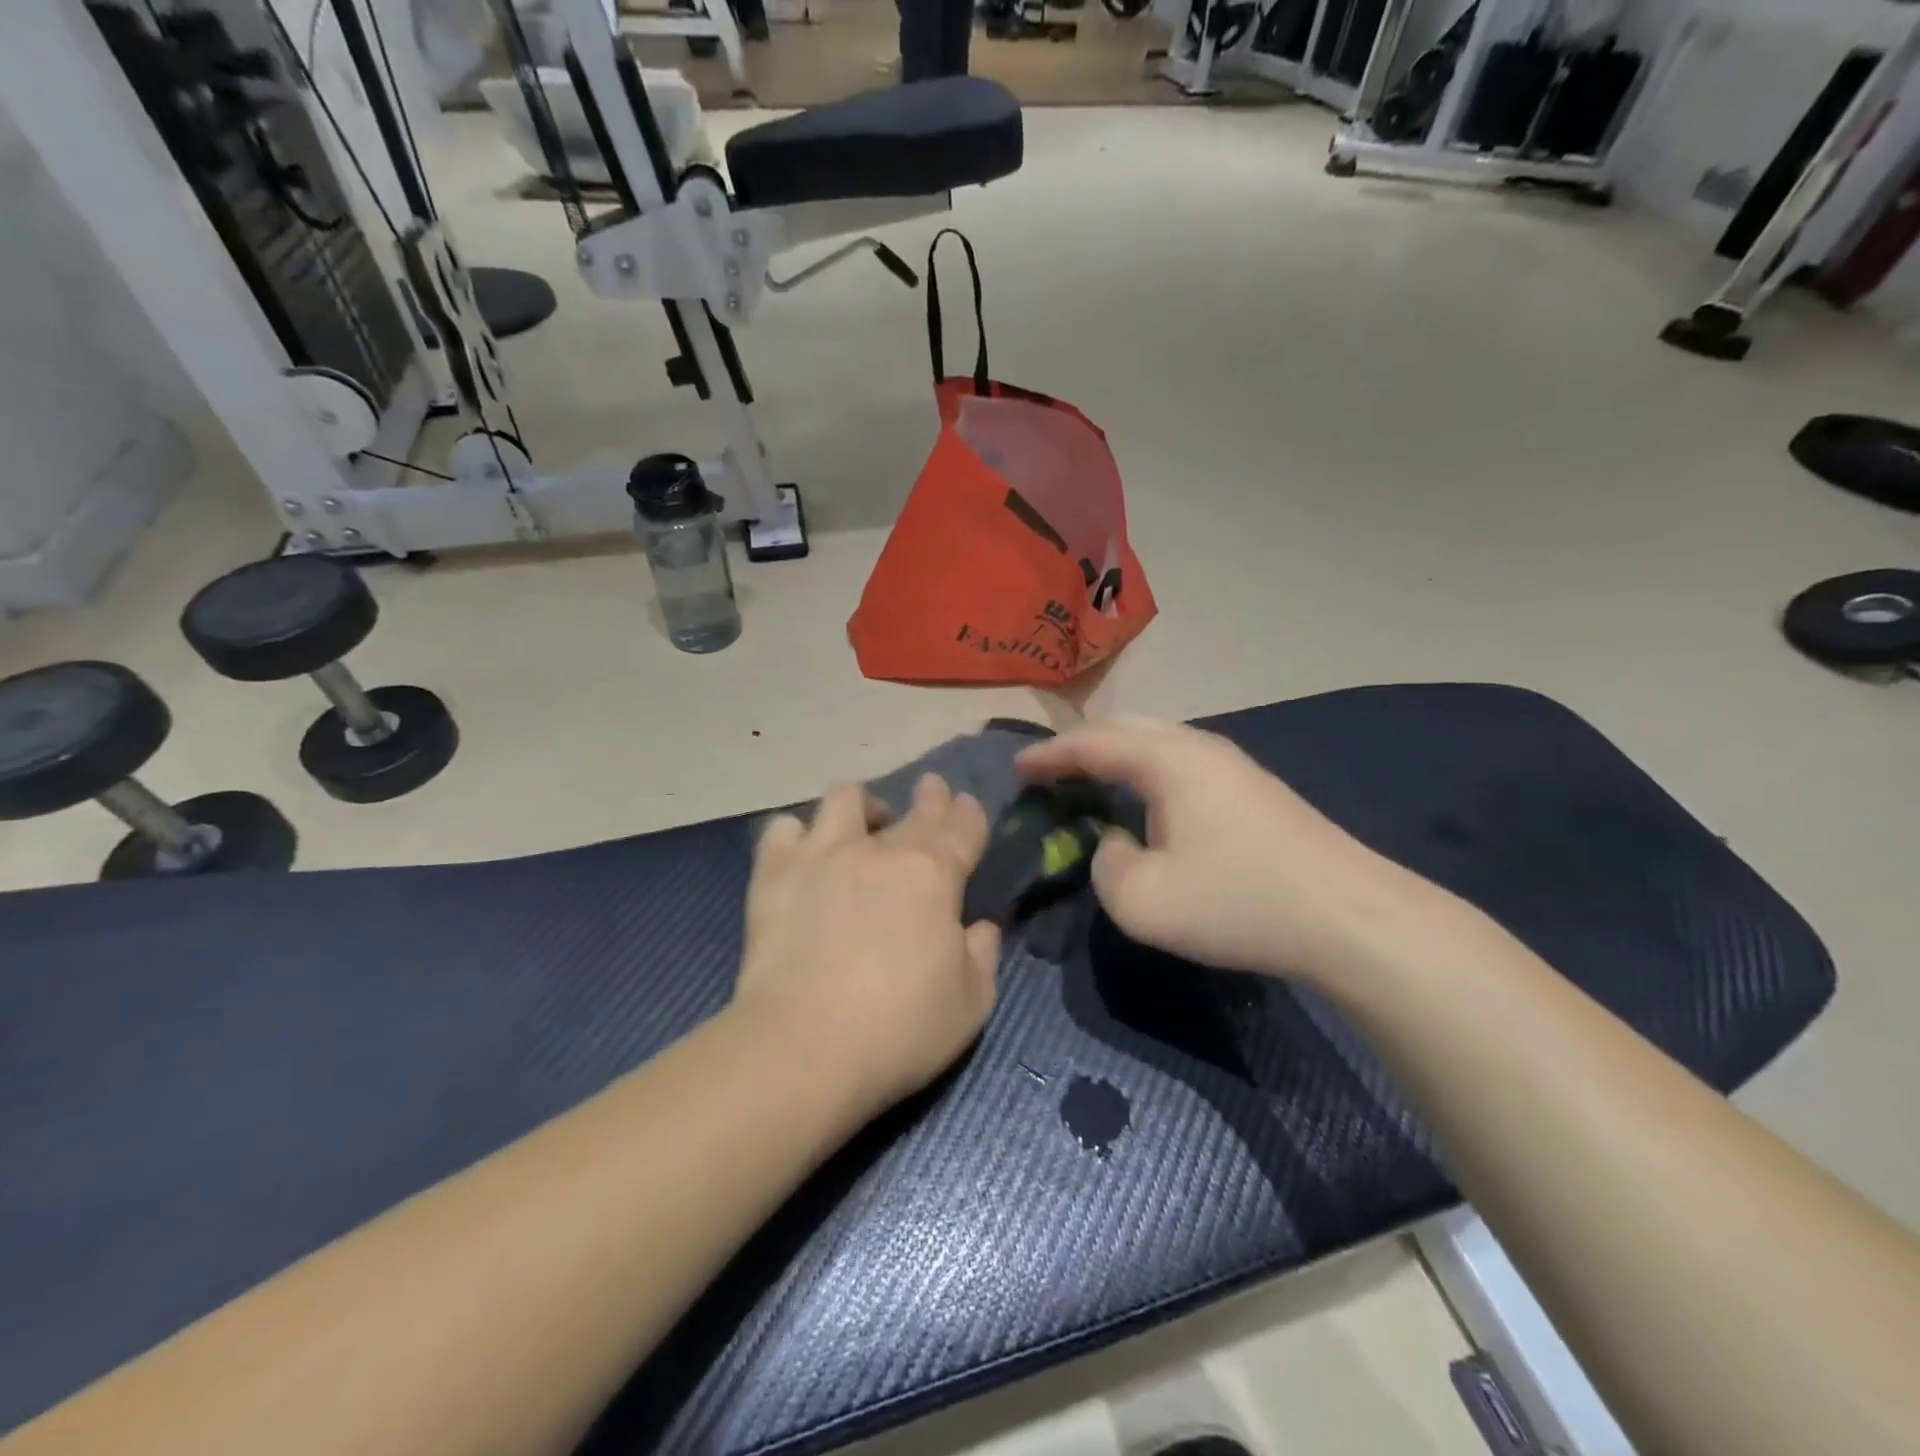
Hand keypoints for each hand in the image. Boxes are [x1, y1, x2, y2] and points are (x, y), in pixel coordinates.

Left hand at [734, 775, 1002, 1112]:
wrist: (805, 1046)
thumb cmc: (900, 1028)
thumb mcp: (970, 1004)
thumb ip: (982, 955)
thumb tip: (980, 926)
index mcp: (935, 873)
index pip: (962, 825)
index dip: (967, 811)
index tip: (964, 802)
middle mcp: (881, 849)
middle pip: (912, 807)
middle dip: (928, 797)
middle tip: (928, 793)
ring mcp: (823, 853)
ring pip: (845, 796)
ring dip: (860, 807)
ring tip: (859, 827)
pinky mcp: (775, 871)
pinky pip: (784, 828)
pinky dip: (797, 836)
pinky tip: (802, 856)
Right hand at [1017, 718, 1422, 984]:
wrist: (1350, 918)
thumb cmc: (1238, 902)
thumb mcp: (1143, 900)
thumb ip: (1105, 865)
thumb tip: (1116, 842)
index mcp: (1167, 759)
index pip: (1092, 743)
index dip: (1048, 755)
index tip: (1015, 768)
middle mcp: (1199, 746)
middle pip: (1126, 728)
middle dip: (1081, 745)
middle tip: (1048, 770)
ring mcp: (1232, 765)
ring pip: (1157, 742)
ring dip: (1117, 757)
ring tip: (1088, 780)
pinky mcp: (1253, 789)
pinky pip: (1180, 764)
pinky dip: (1146, 773)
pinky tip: (1145, 801)